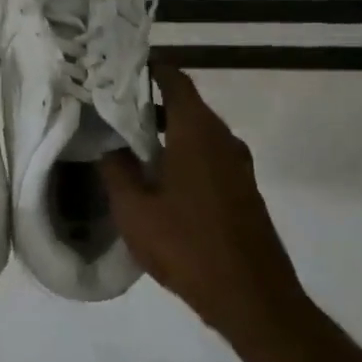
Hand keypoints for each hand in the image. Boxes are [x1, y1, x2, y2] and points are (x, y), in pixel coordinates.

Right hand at [100, 65, 302, 336]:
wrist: (251, 295)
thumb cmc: (187, 246)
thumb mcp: (134, 210)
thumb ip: (116, 171)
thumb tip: (109, 146)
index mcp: (197, 132)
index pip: (175, 80)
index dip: (150, 67)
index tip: (120, 66)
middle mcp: (223, 139)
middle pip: (186, 105)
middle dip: (151, 102)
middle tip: (112, 107)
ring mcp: (237, 165)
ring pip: (197, 133)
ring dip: (167, 131)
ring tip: (129, 141)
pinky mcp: (242, 190)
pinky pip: (208, 157)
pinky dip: (183, 154)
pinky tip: (158, 177)